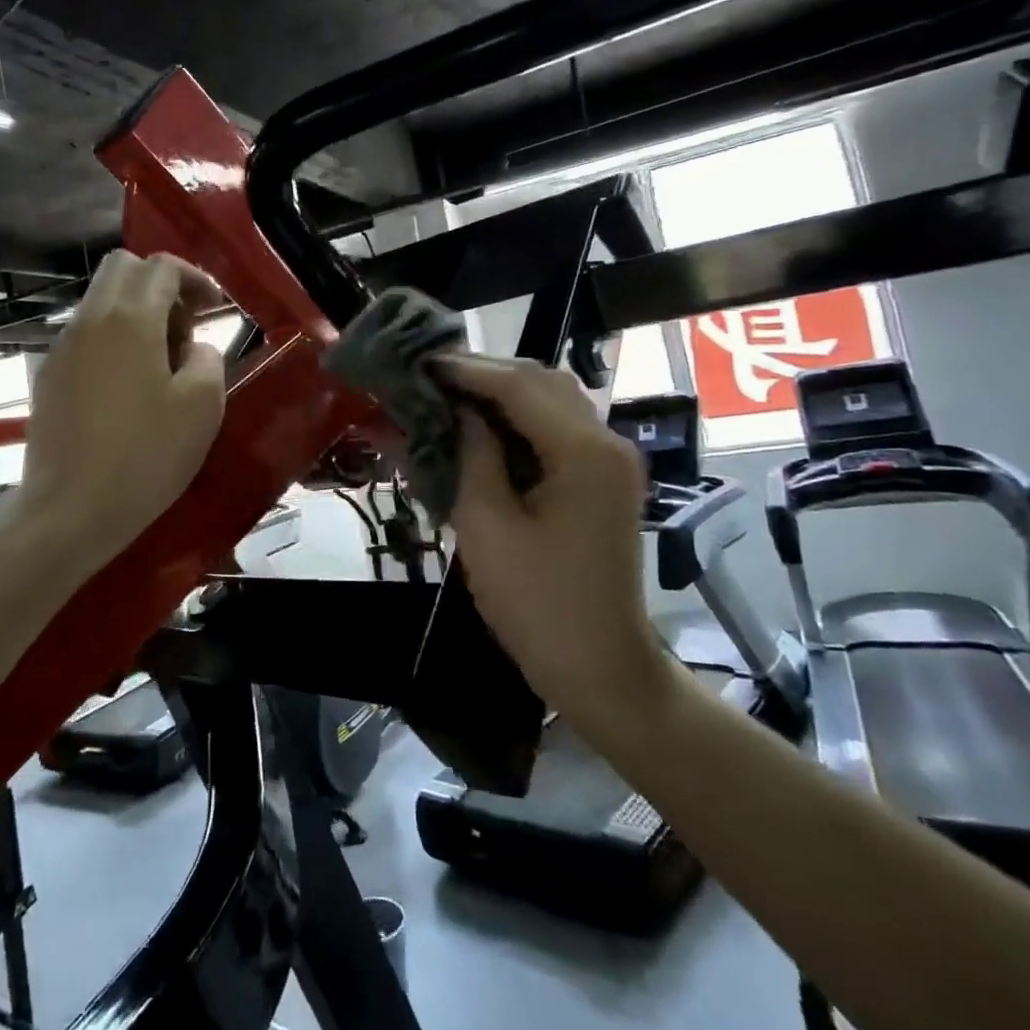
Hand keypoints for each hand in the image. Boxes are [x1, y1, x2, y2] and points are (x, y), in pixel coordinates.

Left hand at [18, 252, 227, 554]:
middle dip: (160, 284)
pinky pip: (86, 334)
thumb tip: (194, 349)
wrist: (70, 509)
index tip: (215, 308)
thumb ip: (207, 360)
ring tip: (160, 361)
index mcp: (131, 320)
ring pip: (101, 300)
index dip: (195, 278)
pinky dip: (113, 338)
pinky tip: (128, 386)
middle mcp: (90, 320)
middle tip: (185, 326)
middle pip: (123, 268)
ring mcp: (62, 347)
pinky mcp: (48, 375)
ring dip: (136, 312)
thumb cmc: (146, 456)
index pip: (162, 267)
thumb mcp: (202, 407)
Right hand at [440, 355, 667, 719]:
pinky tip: (482, 427)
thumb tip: (455, 409)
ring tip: (449, 396)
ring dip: (501, 392)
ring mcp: (610, 460)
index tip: (419, 362)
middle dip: (484, 373)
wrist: (600, 667)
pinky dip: (518, 418)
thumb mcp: (486, 526)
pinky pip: (557, 428)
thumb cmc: (537, 604)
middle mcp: (606, 442)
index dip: (465, 370)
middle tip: (430, 378)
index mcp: (582, 451)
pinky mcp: (602, 479)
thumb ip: (471, 454)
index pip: (517, 385)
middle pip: (541, 382)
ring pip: (551, 400)